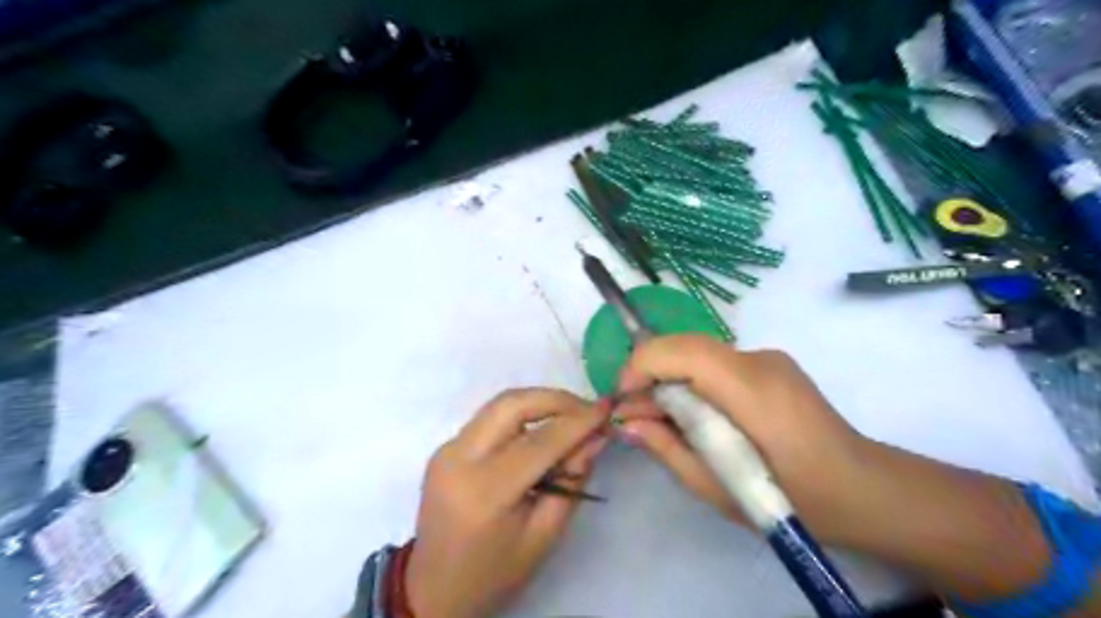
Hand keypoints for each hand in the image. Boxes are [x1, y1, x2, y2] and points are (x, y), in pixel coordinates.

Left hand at [405, 389, 609, 617]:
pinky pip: (489, 418)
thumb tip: (597, 436)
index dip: (578, 421)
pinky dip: (521, 415)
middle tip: (587, 410)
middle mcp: (459, 458)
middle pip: (513, 404)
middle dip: (555, 399)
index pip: (540, 441)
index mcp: (485, 491)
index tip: (607, 409)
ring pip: (500, 404)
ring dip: (539, 402)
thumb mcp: (544, 535)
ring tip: (570, 417)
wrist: (433, 589)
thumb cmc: (495, 572)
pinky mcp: (445, 447)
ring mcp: (447, 449)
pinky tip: (541, 430)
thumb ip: (572, 480)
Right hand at [610, 333, 869, 540]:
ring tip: (660, 418)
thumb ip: (667, 448)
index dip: (640, 367)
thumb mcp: (717, 487)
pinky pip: (715, 362)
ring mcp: (766, 357)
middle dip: (648, 371)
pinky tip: (694, 414)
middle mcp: (757, 359)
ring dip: (668, 376)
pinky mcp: (770, 364)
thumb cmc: (792, 500)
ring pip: (697, 351)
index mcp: (750, 389)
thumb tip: (625, 423)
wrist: (862, 490)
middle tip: (634, 413)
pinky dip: (691, 380)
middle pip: (684, 344)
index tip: (622, 401)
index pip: (680, 351)